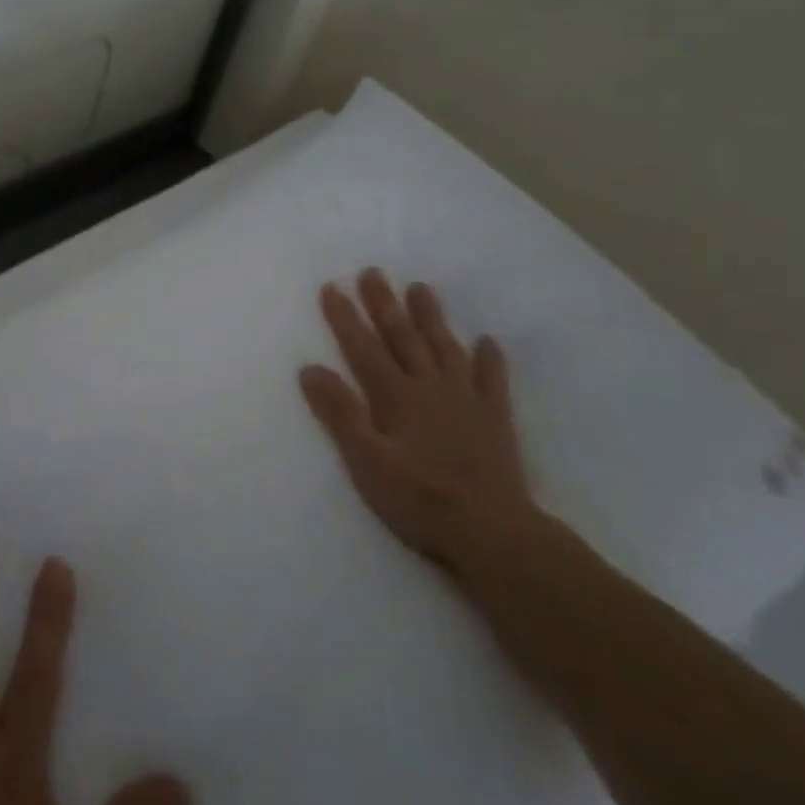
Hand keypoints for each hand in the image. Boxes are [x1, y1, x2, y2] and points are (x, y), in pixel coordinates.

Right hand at [299, 269, 535, 578]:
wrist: (493, 532)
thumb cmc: (420, 499)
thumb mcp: (366, 460)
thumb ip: (340, 413)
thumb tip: (310, 368)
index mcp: (396, 396)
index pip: (363, 348)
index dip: (345, 317)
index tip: (332, 286)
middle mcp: (430, 388)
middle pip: (403, 338)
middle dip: (385, 304)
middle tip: (373, 272)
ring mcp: (466, 401)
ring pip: (445, 349)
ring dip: (431, 318)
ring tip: (421, 288)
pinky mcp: (494, 421)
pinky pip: (492, 381)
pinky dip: (490, 360)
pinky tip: (487, 341)